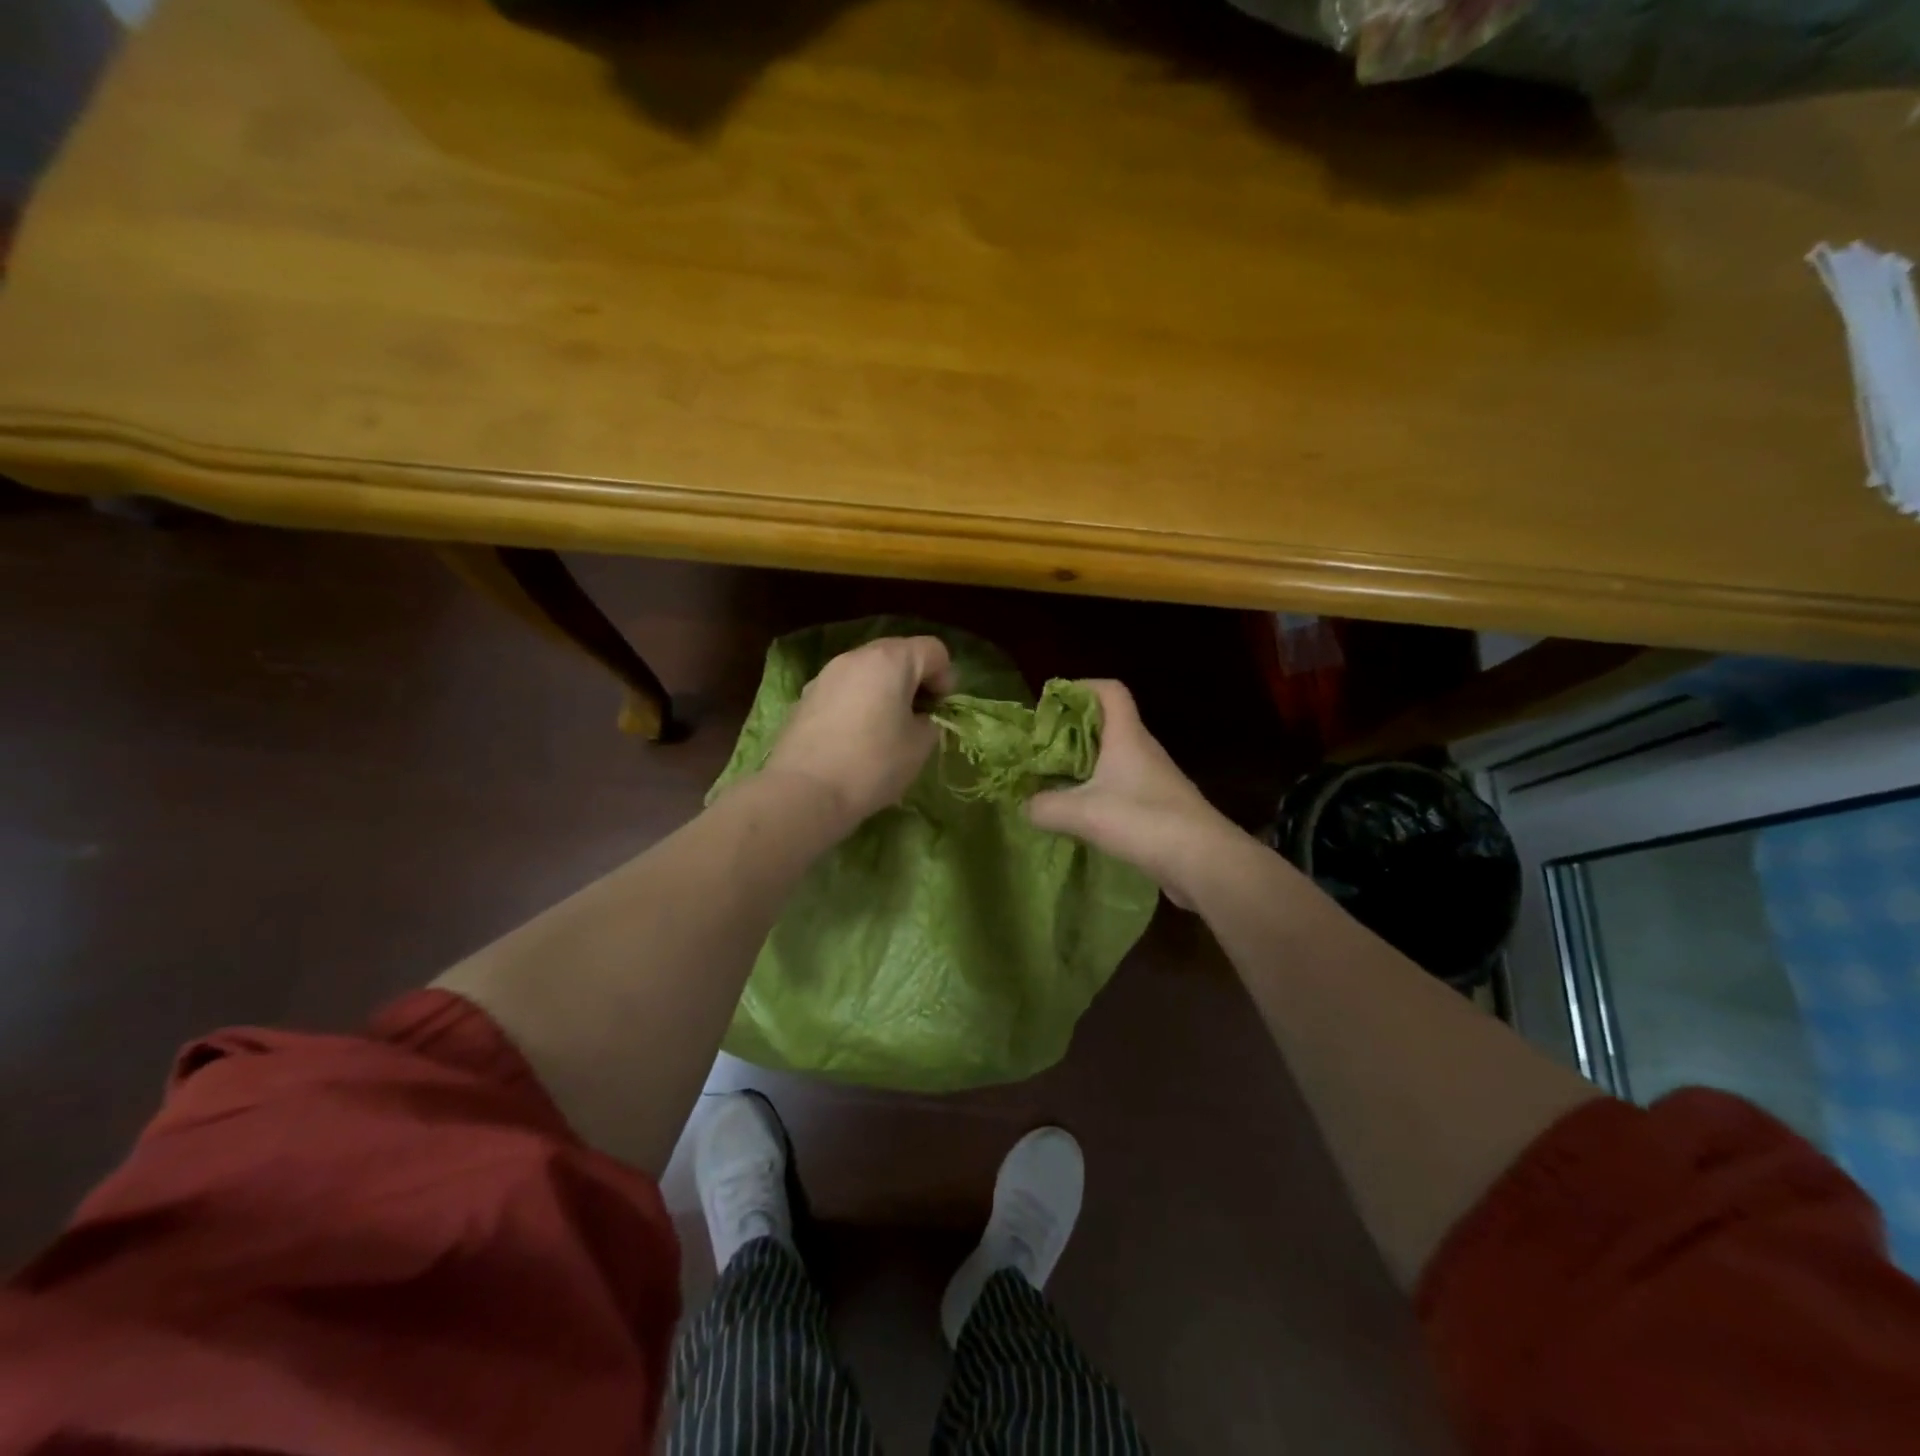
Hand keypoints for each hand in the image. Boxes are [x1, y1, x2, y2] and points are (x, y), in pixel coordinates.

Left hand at [763, 635, 955, 831]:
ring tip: (885, 728)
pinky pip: (844, 689)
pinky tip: (855, 738)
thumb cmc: (872, 765)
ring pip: (867, 671)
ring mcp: (826, 675)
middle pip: (898, 653)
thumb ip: (929, 722)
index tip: (940, 711)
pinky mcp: (805, 697)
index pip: (933, 650)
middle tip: (917, 716)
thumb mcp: (919, 746)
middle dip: (914, 680)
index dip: (946, 677)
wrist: (803, 792)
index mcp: (890, 660)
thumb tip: (919, 717)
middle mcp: (856, 657)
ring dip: (884, 690)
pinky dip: (858, 703)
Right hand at [1026, 680, 1234, 905]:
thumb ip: (1045, 806)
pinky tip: (1080, 814)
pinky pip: (1122, 787)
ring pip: (1114, 758)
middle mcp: (1143, 750)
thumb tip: (1024, 805)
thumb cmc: (1143, 821)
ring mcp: (1154, 779)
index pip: (1110, 690)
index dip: (1082, 687)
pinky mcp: (1158, 807)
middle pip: (1107, 724)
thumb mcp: (1083, 813)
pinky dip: (1098, 792)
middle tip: (1042, 747)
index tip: (1052, 702)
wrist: (1204, 862)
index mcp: (1127, 736)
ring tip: (1053, 781)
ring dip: (1084, 764)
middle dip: (1072, 730)